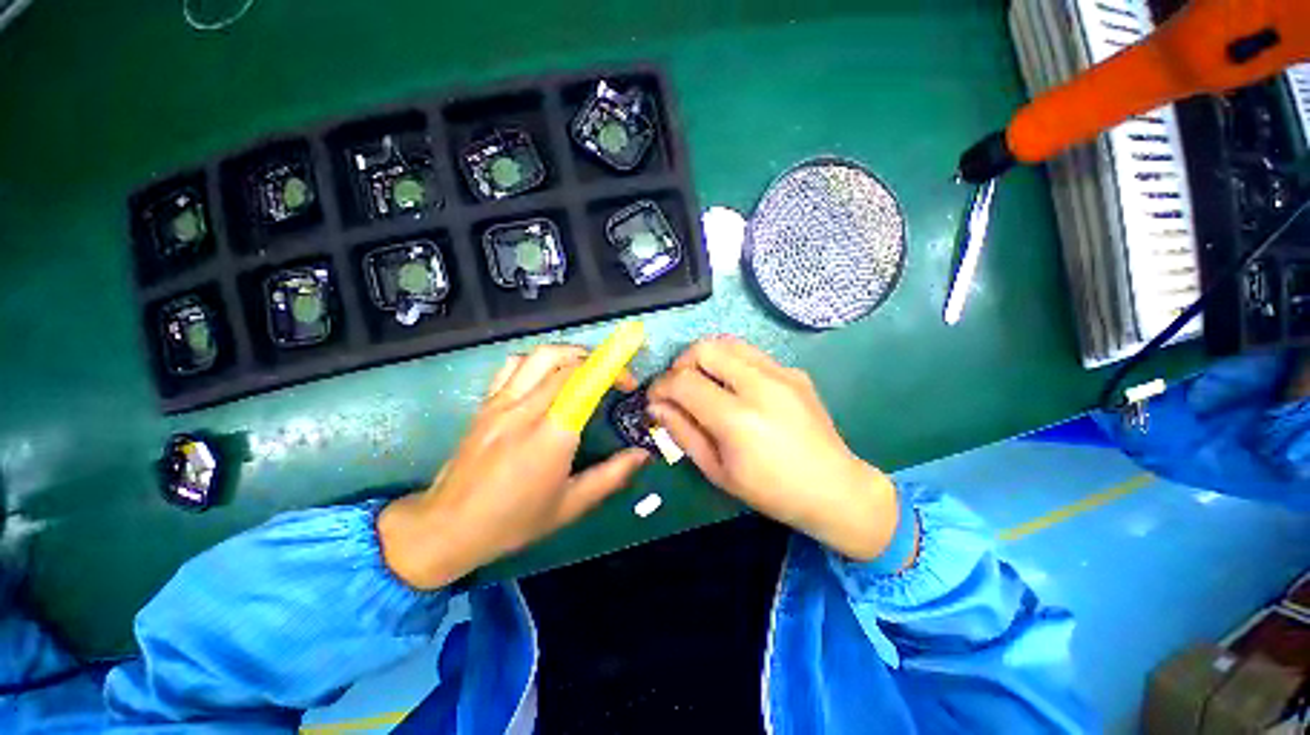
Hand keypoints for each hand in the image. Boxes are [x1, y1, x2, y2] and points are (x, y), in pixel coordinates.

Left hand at [378, 345, 649, 589]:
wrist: (447, 527)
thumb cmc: (514, 521)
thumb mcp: (571, 505)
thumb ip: (612, 476)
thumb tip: (643, 454)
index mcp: (551, 436)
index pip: (584, 383)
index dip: (611, 370)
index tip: (628, 381)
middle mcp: (526, 410)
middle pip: (566, 362)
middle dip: (597, 361)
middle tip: (612, 379)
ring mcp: (502, 403)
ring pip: (540, 355)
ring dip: (570, 354)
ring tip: (585, 369)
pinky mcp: (486, 403)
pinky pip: (513, 365)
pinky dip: (537, 361)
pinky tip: (546, 376)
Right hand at [647, 337, 902, 561]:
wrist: (835, 488)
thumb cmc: (771, 490)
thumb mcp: (718, 471)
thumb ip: (683, 433)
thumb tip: (656, 406)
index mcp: (738, 418)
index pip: (684, 381)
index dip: (660, 386)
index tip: (655, 398)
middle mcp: (760, 385)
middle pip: (704, 348)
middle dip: (681, 363)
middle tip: (678, 387)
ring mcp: (781, 373)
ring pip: (727, 342)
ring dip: (705, 358)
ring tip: (703, 382)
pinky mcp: (794, 371)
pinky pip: (750, 353)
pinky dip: (730, 363)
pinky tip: (735, 388)